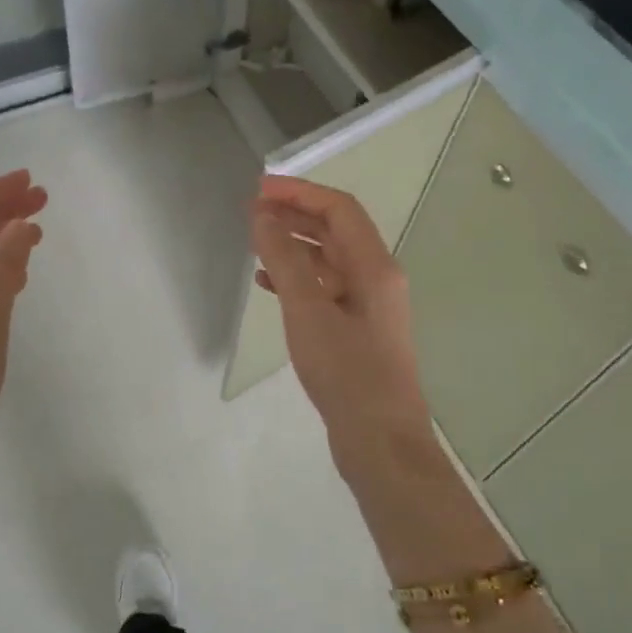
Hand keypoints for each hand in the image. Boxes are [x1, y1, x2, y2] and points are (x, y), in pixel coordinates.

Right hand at [252, 176, 437, 482]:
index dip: (299, 192)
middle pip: (335, 230)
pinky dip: (296, 278)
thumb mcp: (308, 311)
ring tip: (254, 241)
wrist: (381, 443)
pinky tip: (267, 282)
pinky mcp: (356, 330)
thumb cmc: (346, 373)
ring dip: (293, 244)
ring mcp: (367, 305)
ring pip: (328, 259)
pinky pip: (324, 288)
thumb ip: (284, 259)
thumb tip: (263, 216)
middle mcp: (376, 278)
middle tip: (250, 210)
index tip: (258, 190)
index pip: (339, 209)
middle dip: (294, 214)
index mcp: (374, 266)